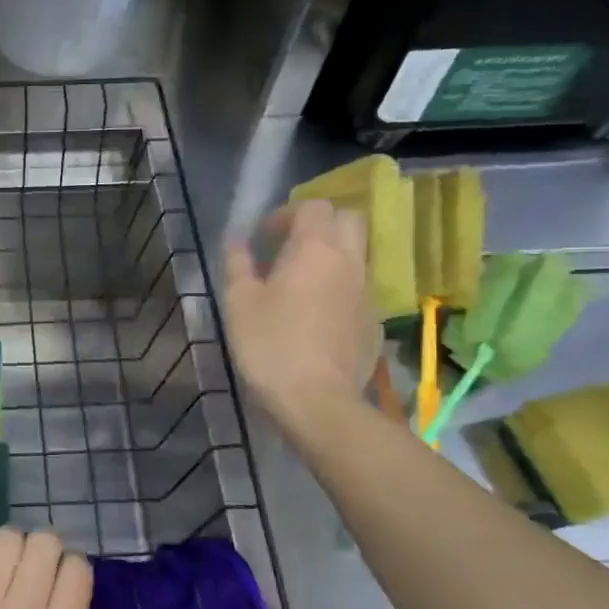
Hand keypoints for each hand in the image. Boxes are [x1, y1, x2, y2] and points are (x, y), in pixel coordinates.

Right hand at [225, 198, 379, 417]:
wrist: (318, 402)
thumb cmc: (271, 345)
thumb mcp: (239, 303)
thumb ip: (238, 264)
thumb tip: (235, 240)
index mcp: (315, 250)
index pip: (314, 206)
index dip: (287, 214)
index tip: (265, 238)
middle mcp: (349, 262)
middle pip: (349, 220)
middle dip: (320, 224)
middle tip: (290, 247)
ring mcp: (367, 293)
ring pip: (357, 254)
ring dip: (331, 255)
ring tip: (300, 282)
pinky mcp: (374, 322)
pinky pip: (359, 288)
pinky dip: (340, 287)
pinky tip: (316, 315)